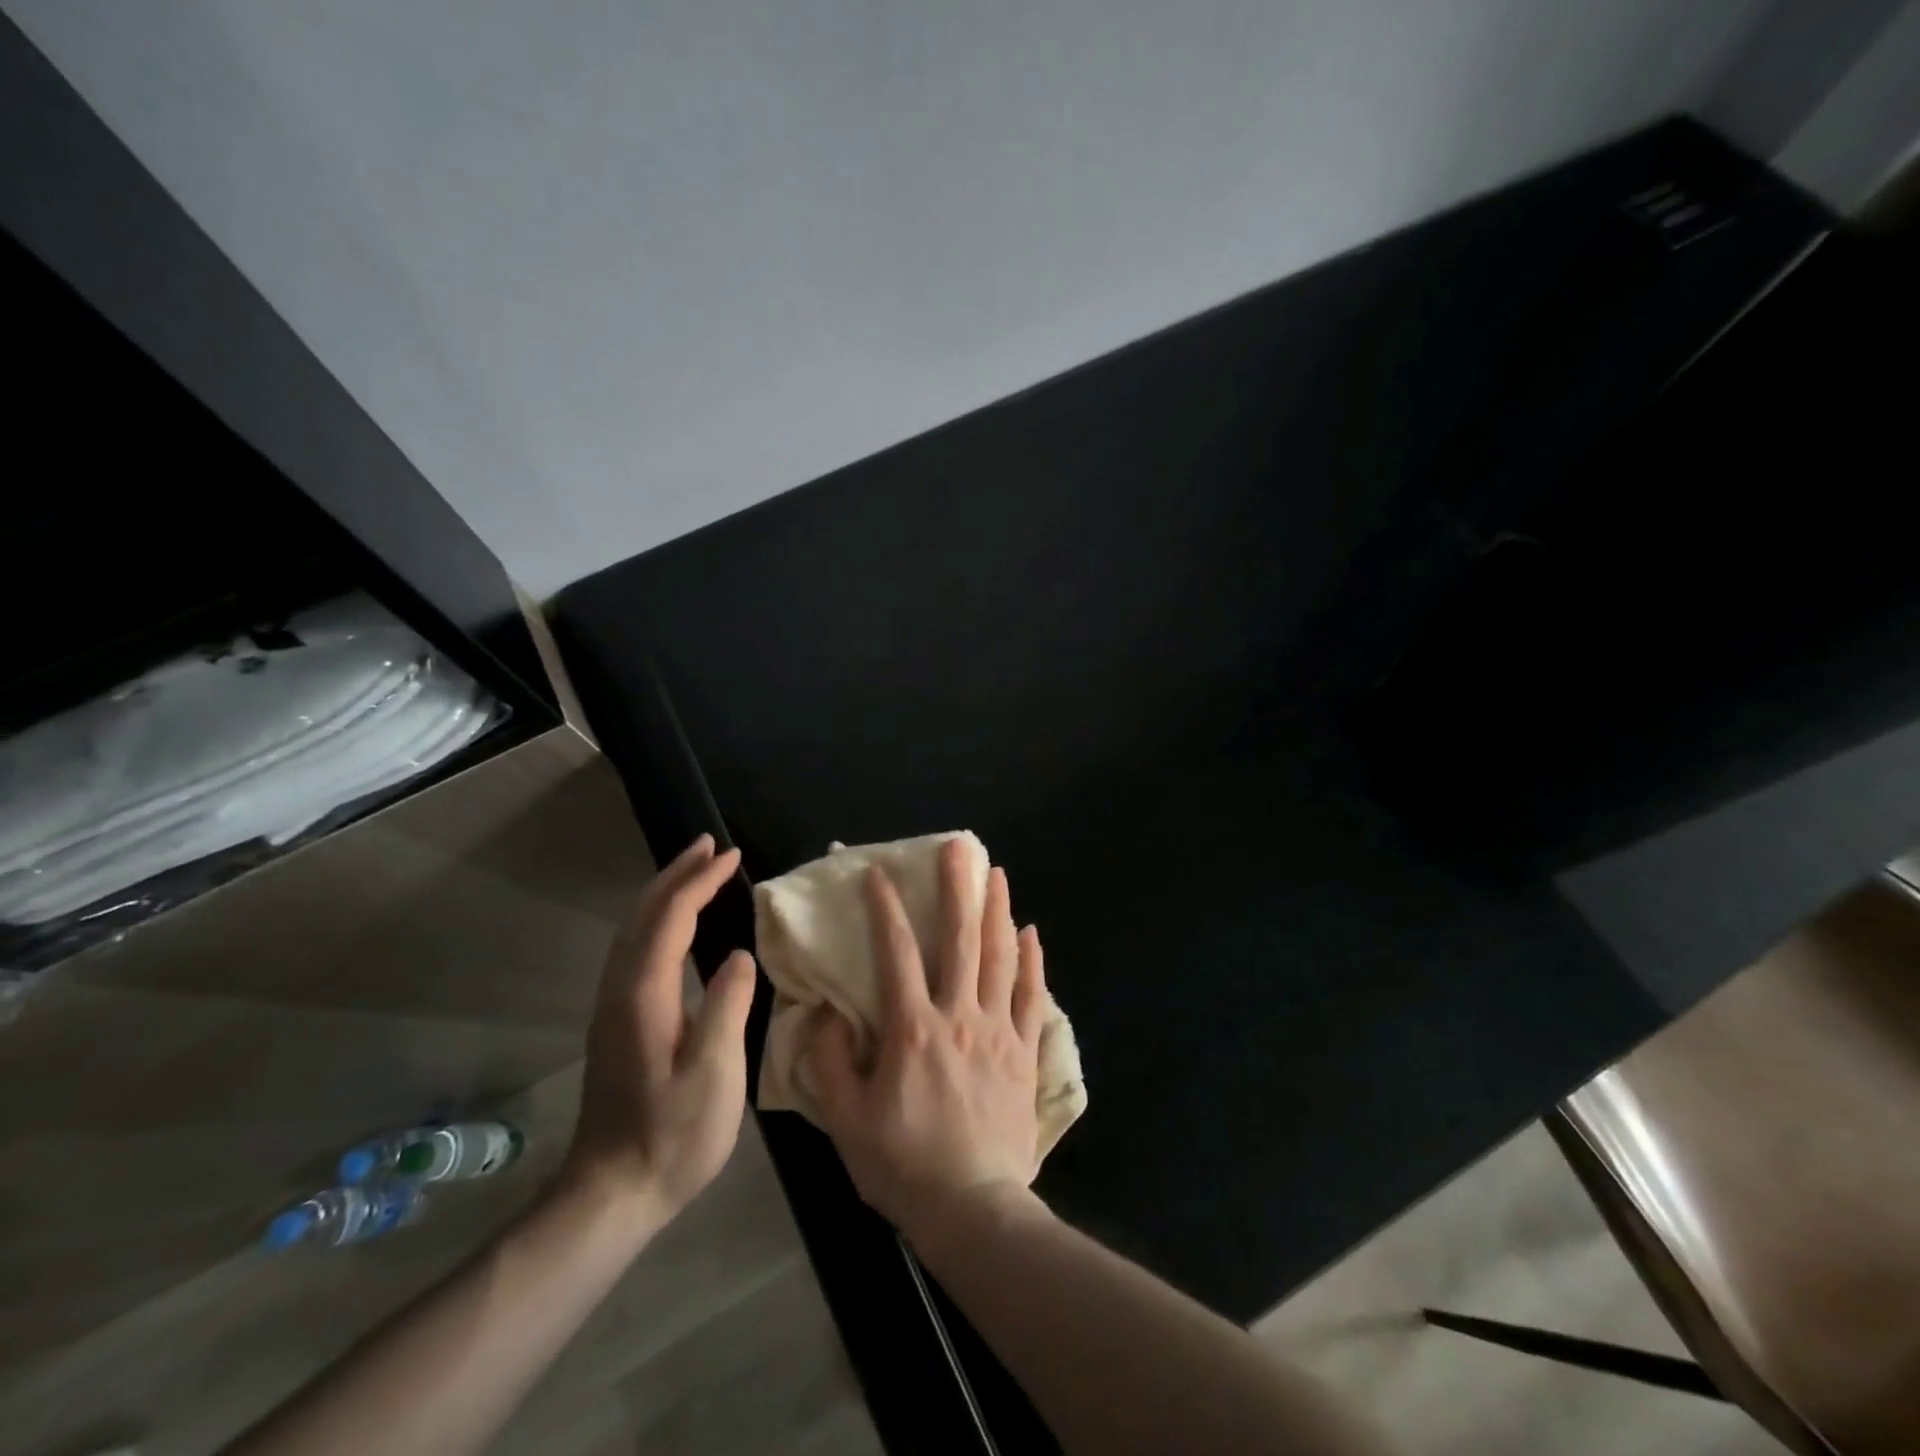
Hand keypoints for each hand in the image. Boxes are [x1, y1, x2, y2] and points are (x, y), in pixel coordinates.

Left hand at [563, 834, 756, 1220]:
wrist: (612, 1194)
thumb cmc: (672, 1136)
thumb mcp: (713, 1075)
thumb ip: (727, 1007)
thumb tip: (739, 957)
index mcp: (644, 996)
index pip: (671, 919)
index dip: (700, 882)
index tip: (731, 854)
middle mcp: (620, 991)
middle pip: (643, 915)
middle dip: (676, 874)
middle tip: (709, 845)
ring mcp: (613, 1007)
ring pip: (633, 930)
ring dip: (664, 893)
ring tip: (695, 871)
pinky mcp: (616, 1023)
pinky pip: (635, 949)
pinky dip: (657, 920)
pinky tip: (676, 926)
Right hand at [809, 839, 1048, 1243]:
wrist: (973, 1207)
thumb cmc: (903, 1164)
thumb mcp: (847, 1120)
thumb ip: (829, 1062)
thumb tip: (823, 1012)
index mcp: (912, 1028)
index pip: (897, 954)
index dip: (885, 911)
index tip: (878, 874)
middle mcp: (958, 1015)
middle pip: (960, 940)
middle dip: (957, 889)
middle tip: (959, 848)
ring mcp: (997, 1030)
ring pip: (1000, 957)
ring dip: (998, 910)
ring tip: (997, 873)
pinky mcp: (1023, 1050)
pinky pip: (1031, 995)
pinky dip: (1032, 961)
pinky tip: (1031, 932)